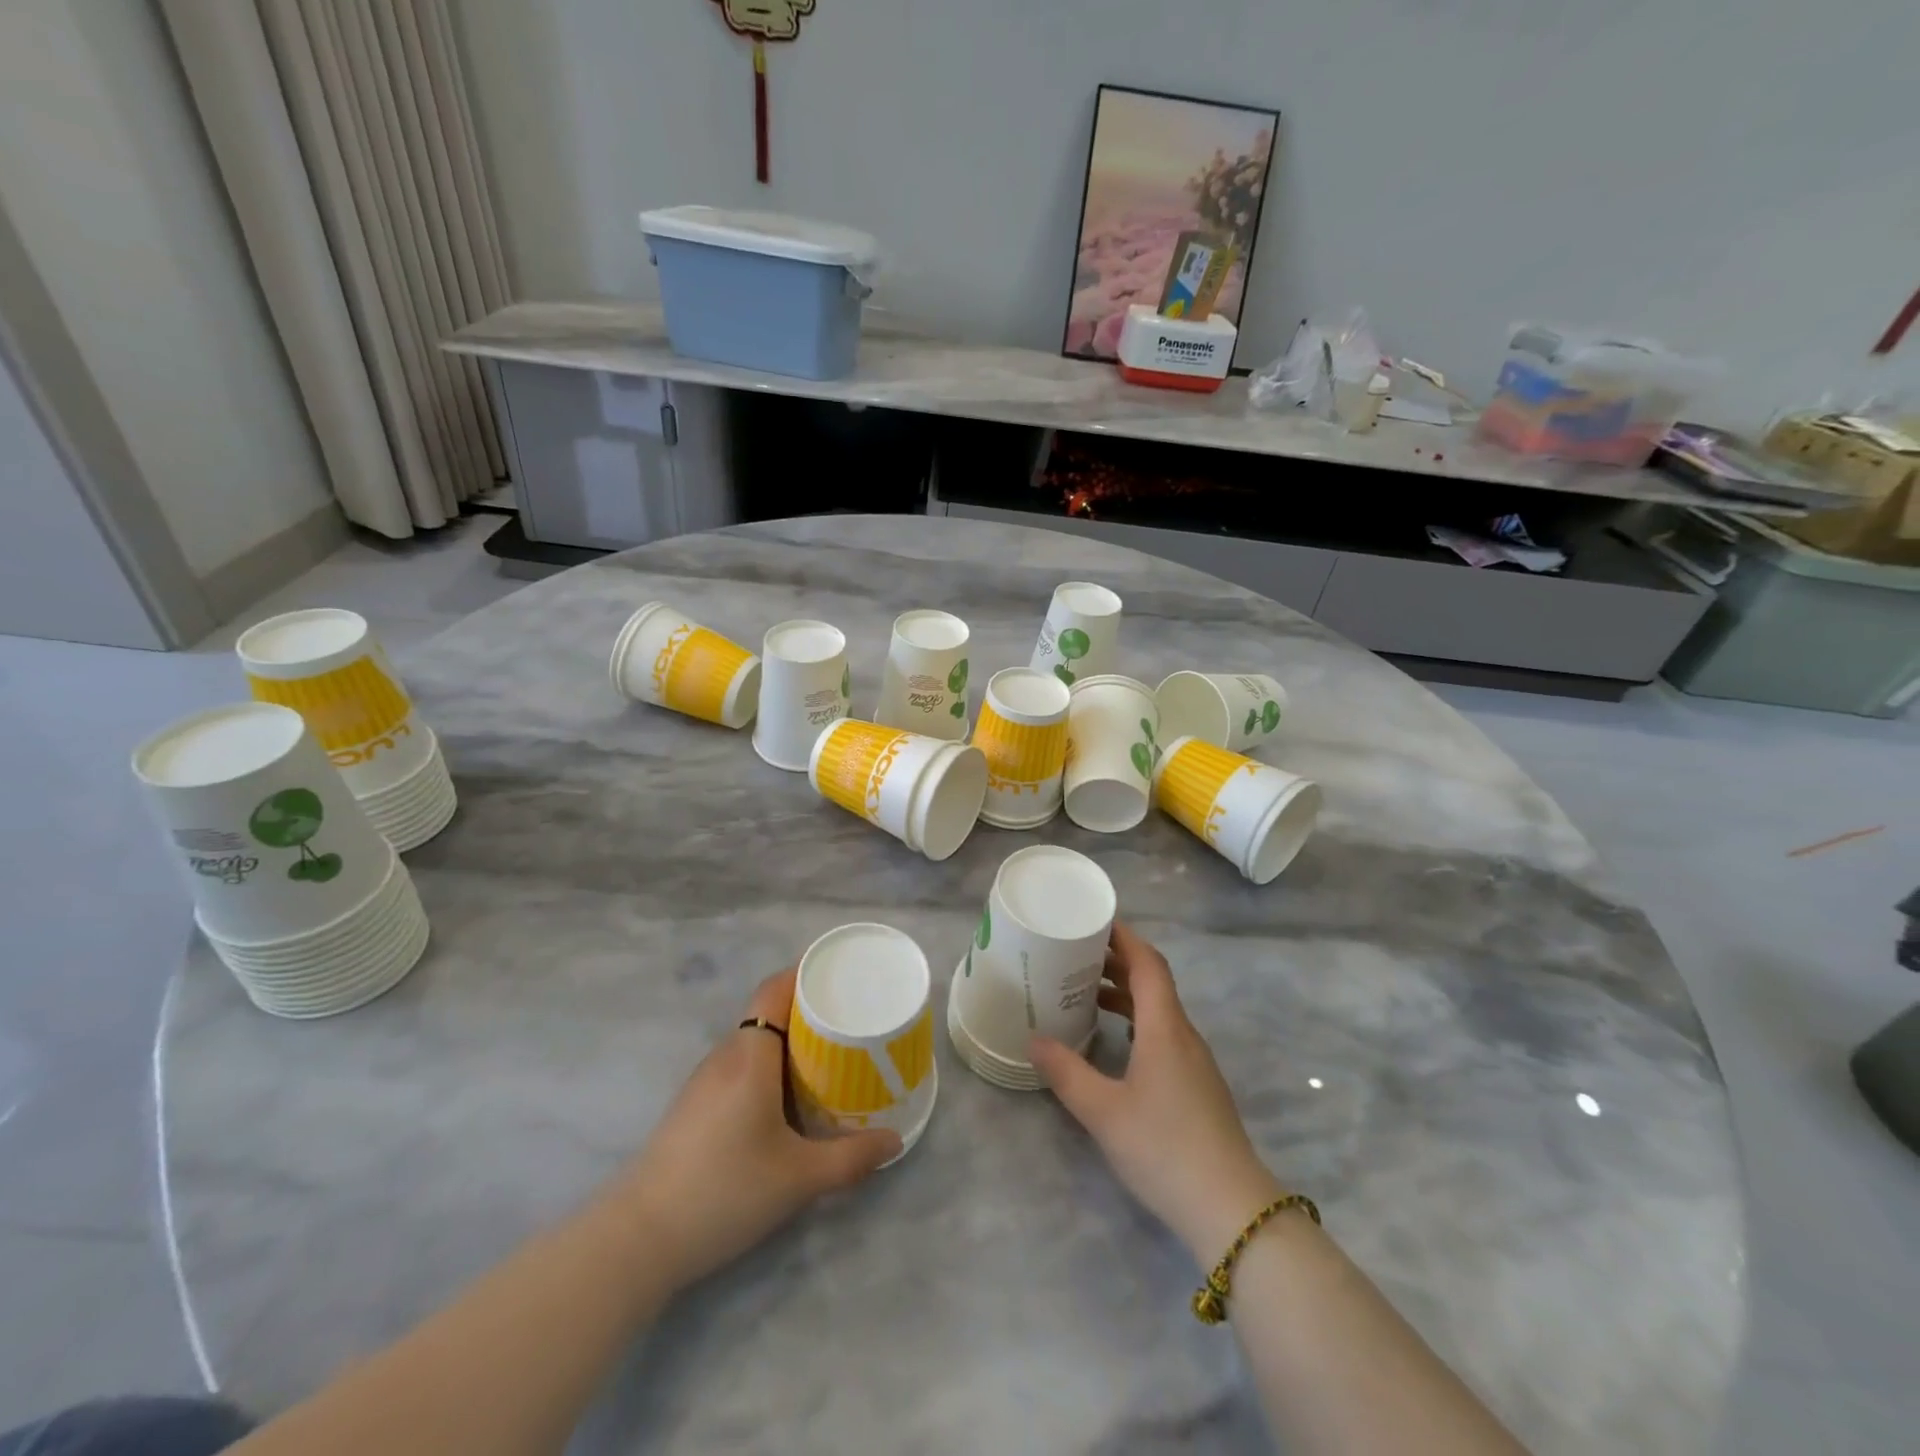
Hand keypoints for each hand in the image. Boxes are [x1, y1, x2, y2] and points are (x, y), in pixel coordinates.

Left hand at [612, 969, 900, 1291]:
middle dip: (808, 1012)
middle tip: (849, 1023)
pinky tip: (786, 1100)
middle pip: (768, 1012)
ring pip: (753, 1042)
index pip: (775, 988)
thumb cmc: (724, 1191)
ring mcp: (703, 1081)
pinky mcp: (692, 1106)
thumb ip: (851, 1158)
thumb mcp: (798, 1179)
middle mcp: (725, 1055)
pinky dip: (768, 1067)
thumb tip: (894, 1141)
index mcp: (750, 1054)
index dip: (806, 975)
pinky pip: (739, 1066)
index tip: (842, 979)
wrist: (637, 1240)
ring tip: (827, 1059)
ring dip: (788, 1042)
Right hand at [1030, 922, 1285, 1263]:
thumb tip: (1033, 1039)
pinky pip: (1164, 1033)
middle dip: (1117, 961)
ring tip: (1086, 994)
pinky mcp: (1197, 1084)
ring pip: (1159, 1009)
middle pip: (1153, 982)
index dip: (1123, 937)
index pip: (1148, 963)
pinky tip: (1115, 1042)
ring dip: (1126, 993)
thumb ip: (1066, 1072)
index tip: (1093, 921)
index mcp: (1165, 1027)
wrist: (1230, 1208)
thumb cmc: (1164, 1148)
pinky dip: (1136, 1021)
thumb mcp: (1103, 1111)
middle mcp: (1183, 1034)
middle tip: (1076, 955)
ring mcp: (1195, 1061)